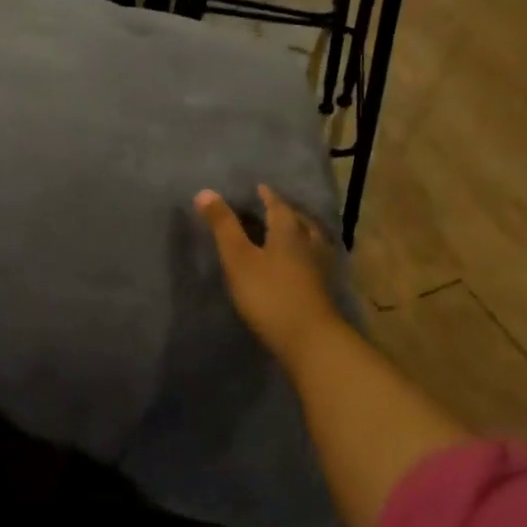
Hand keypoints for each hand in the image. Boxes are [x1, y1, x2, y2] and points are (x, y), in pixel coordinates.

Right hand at [195, 184, 343, 370]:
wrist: (308, 338)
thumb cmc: (269, 294)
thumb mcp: (238, 258)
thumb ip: (223, 227)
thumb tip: (204, 192)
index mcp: (288, 232)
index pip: (278, 206)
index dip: (267, 196)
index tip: (259, 188)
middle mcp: (308, 244)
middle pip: (299, 221)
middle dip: (286, 212)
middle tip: (273, 207)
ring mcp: (319, 268)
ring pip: (311, 240)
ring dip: (300, 232)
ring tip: (289, 232)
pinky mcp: (322, 290)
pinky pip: (314, 261)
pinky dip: (304, 254)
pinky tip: (299, 264)